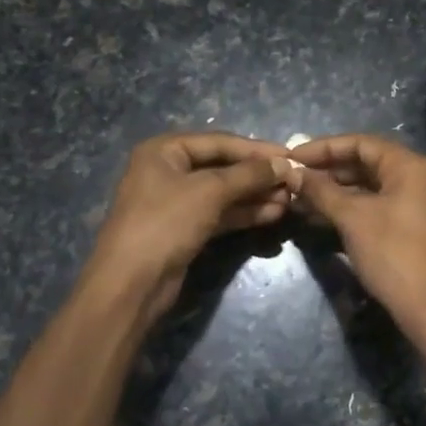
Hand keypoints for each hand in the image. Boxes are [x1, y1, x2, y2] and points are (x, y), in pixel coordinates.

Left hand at [87, 133, 296, 322]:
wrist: (132, 283)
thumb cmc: (165, 223)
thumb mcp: (209, 191)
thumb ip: (248, 175)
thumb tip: (284, 164)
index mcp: (164, 150)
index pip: (220, 142)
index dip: (256, 149)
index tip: (291, 156)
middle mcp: (168, 171)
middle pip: (222, 166)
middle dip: (258, 175)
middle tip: (294, 181)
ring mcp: (176, 202)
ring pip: (223, 193)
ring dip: (255, 195)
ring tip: (290, 200)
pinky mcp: (184, 229)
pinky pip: (220, 214)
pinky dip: (244, 213)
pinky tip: (272, 214)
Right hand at [288, 134, 425, 339]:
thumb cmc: (394, 254)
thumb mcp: (353, 218)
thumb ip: (321, 191)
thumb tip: (293, 173)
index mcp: (409, 165)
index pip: (360, 143)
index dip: (323, 148)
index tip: (291, 157)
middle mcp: (416, 178)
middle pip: (364, 163)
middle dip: (326, 171)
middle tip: (292, 179)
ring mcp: (415, 204)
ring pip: (367, 188)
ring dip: (333, 192)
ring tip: (298, 200)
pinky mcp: (410, 228)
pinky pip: (374, 208)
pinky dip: (348, 210)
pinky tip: (318, 218)